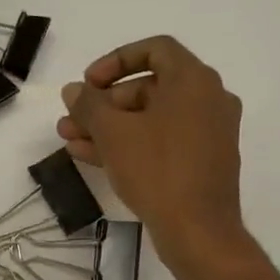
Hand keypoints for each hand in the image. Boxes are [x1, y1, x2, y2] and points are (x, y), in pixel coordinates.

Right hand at [58, 37, 255, 266]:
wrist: (198, 230)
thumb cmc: (157, 170)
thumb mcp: (113, 133)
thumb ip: (89, 105)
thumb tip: (74, 90)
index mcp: (194, 80)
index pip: (154, 49)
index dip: (115, 61)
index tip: (88, 83)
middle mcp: (208, 99)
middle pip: (149, 87)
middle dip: (104, 103)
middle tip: (72, 120)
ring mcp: (208, 132)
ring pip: (150, 119)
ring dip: (109, 127)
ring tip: (71, 141)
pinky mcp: (202, 162)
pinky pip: (161, 141)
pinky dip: (130, 144)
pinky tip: (92, 157)